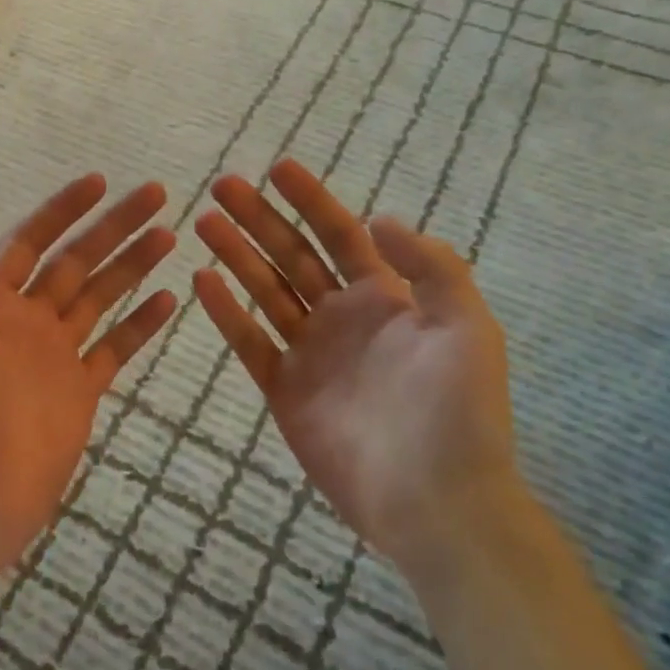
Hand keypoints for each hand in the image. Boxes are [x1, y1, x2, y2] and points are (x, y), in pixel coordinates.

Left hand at [0, 175, 177, 596]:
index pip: (30, 242)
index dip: (61, 210)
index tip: (99, 182)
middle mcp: (26, 321)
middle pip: (76, 260)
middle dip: (113, 226)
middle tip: (155, 194)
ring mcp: (56, 356)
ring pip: (101, 297)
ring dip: (133, 265)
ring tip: (169, 235)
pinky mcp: (81, 392)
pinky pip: (116, 348)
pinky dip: (141, 324)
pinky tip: (169, 299)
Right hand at [192, 159, 517, 580]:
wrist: (436, 501)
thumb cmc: (458, 411)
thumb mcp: (467, 327)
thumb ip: (430, 267)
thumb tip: (378, 218)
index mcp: (385, 298)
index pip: (340, 235)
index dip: (311, 200)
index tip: (277, 168)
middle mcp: (342, 317)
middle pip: (292, 255)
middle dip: (259, 218)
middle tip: (222, 186)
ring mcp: (310, 353)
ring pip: (264, 290)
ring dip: (236, 254)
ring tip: (204, 222)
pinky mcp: (285, 390)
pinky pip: (250, 342)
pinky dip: (226, 312)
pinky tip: (202, 280)